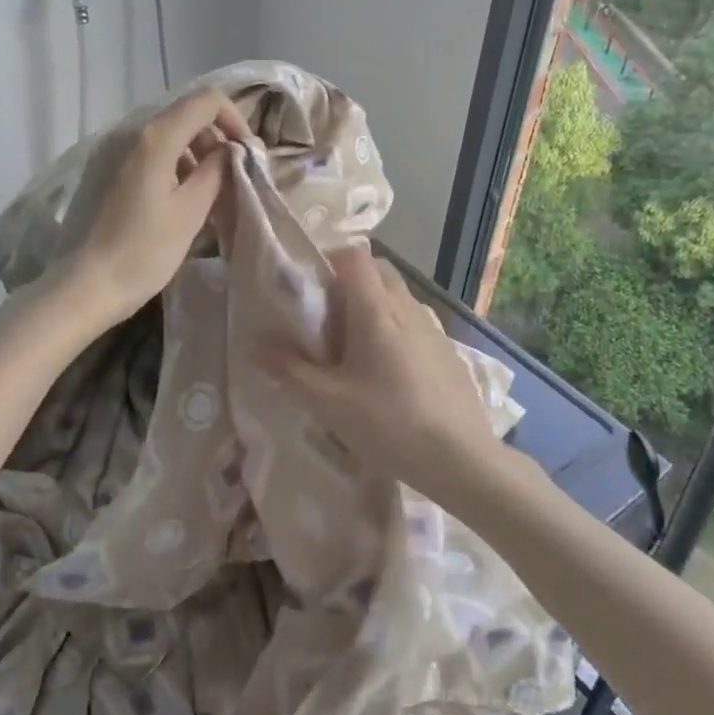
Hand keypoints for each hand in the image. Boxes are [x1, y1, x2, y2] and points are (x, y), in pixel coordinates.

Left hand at [60, 87, 250, 326]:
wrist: (82, 287)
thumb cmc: (142, 253)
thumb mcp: (190, 212)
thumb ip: (217, 171)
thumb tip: (232, 150)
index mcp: (154, 137)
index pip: (206, 100)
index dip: (234, 119)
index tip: (246, 154)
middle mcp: (127, 130)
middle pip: (182, 114)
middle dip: (212, 138)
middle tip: (228, 177)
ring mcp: (107, 148)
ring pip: (161, 133)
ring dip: (190, 153)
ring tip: (202, 193)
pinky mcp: (98, 168)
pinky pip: (141, 151)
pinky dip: (166, 163)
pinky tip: (171, 199)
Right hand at [265, 246, 501, 491]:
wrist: (461, 459)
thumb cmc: (388, 423)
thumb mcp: (328, 402)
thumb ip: (288, 369)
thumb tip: (252, 344)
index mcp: (376, 310)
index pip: (355, 255)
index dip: (329, 260)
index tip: (309, 287)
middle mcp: (407, 308)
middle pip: (378, 271)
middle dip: (349, 282)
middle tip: (326, 318)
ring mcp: (433, 329)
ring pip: (398, 298)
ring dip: (373, 307)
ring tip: (353, 349)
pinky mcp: (448, 352)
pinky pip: (415, 323)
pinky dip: (395, 330)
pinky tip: (388, 374)